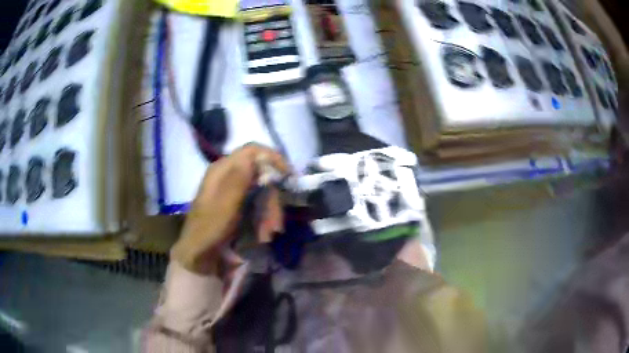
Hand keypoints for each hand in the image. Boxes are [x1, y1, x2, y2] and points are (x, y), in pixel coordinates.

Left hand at [171, 144, 288, 273]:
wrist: (198, 255)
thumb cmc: (208, 231)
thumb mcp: (223, 207)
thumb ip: (238, 180)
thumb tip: (254, 154)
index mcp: (222, 170)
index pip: (251, 151)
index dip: (272, 158)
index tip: (288, 176)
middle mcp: (229, 176)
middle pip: (262, 176)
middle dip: (272, 199)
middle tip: (276, 224)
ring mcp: (234, 191)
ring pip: (264, 193)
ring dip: (270, 213)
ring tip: (268, 235)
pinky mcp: (239, 205)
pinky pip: (259, 205)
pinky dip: (265, 219)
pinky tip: (263, 235)